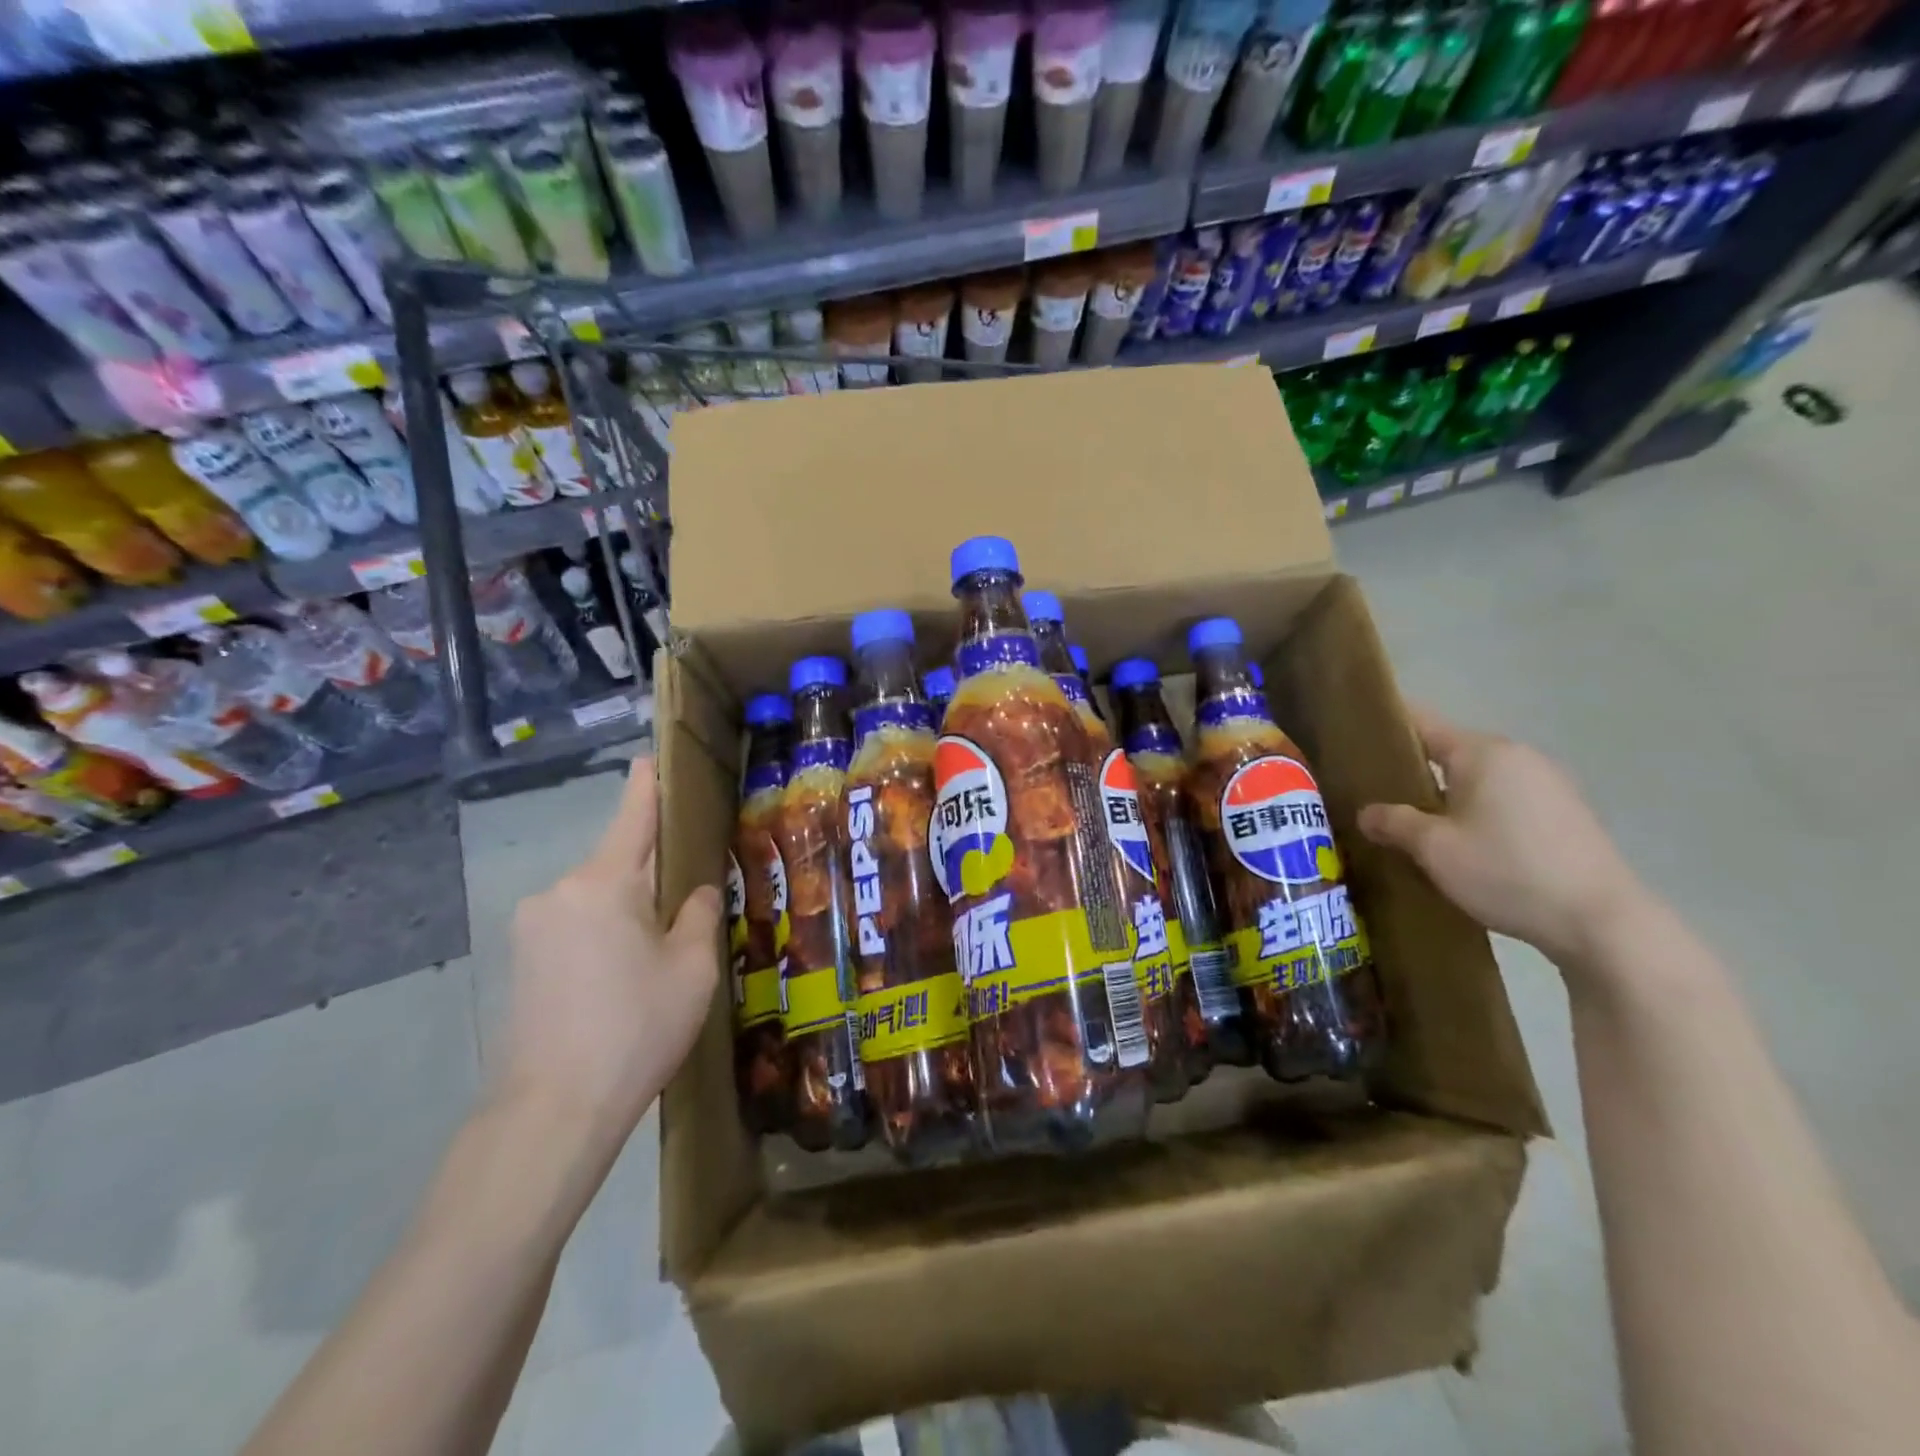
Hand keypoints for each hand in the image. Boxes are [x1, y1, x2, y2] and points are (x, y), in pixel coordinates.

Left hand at [500, 757, 721, 1158]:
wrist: (553, 1111)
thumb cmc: (636, 1028)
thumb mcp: (692, 968)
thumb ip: (700, 914)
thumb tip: (698, 891)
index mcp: (604, 882)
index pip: (633, 814)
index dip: (647, 783)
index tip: (653, 757)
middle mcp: (559, 891)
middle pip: (618, 862)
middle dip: (652, 872)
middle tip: (691, 901)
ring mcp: (532, 926)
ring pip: (597, 898)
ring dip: (628, 909)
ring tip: (659, 953)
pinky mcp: (520, 960)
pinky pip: (575, 925)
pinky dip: (604, 933)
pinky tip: (624, 976)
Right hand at [1357, 707, 1648, 967]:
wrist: (1602, 922)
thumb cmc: (1507, 872)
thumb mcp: (1434, 849)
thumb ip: (1394, 823)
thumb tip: (1367, 813)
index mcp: (1483, 753)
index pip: (1422, 723)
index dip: (1387, 726)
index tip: (1356, 736)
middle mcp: (1518, 757)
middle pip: (1451, 752)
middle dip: (1414, 770)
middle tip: (1376, 795)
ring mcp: (1549, 784)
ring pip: (1479, 779)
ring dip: (1447, 796)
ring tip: (1417, 825)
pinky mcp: (1566, 814)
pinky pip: (1506, 800)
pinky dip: (1479, 812)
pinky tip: (1466, 845)